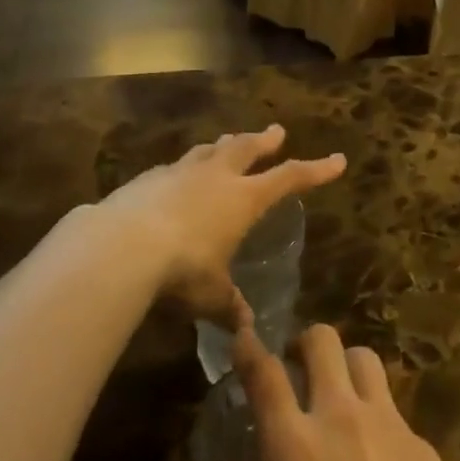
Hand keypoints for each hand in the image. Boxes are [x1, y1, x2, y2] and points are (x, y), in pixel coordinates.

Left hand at [92, 125, 343, 320]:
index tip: (337, 160)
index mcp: (242, 198)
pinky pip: (175, 166)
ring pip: (210, 150)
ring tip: (229, 140)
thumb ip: (227, 305)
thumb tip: (243, 328)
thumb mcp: (210, 295)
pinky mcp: (148, 178)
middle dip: (264, 140)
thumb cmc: (181, 270)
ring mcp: (180, 172)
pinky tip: (177, 175)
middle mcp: (215, 176)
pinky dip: (185, 167)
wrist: (121, 245)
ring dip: (224, 144)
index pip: (289, 178)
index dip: (315, 170)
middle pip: (246, 148)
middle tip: (276, 131)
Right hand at [235, 324, 459, 460]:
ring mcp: (391, 428)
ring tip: (342, 401)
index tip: (243, 332)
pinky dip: (380, 422)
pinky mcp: (427, 449)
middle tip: (298, 372)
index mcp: (295, 449)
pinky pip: (396, 412)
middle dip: (305, 345)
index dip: (249, 346)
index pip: (264, 374)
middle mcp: (342, 420)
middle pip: (323, 341)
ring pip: (365, 359)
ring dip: (346, 368)